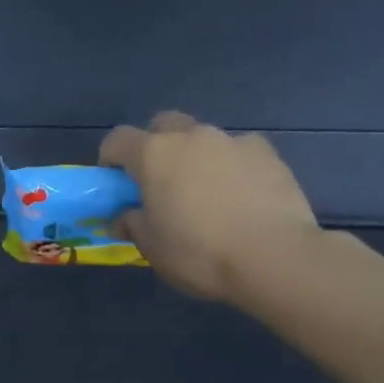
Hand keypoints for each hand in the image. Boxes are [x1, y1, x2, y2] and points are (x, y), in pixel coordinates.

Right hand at [99, 112, 320, 303]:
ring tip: (205, 194)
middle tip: (159, 182)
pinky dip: (231, 167)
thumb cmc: (198, 253)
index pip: (118, 140)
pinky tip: (240, 197)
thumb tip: (124, 217)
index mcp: (154, 154)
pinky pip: (238, 152)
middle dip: (155, 146)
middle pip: (163, 125)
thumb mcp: (152, 247)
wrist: (274, 257)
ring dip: (195, 157)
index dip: (110, 159)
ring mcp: (232, 141)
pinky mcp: (267, 153)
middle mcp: (191, 137)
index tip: (114, 184)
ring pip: (203, 138)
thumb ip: (133, 224)